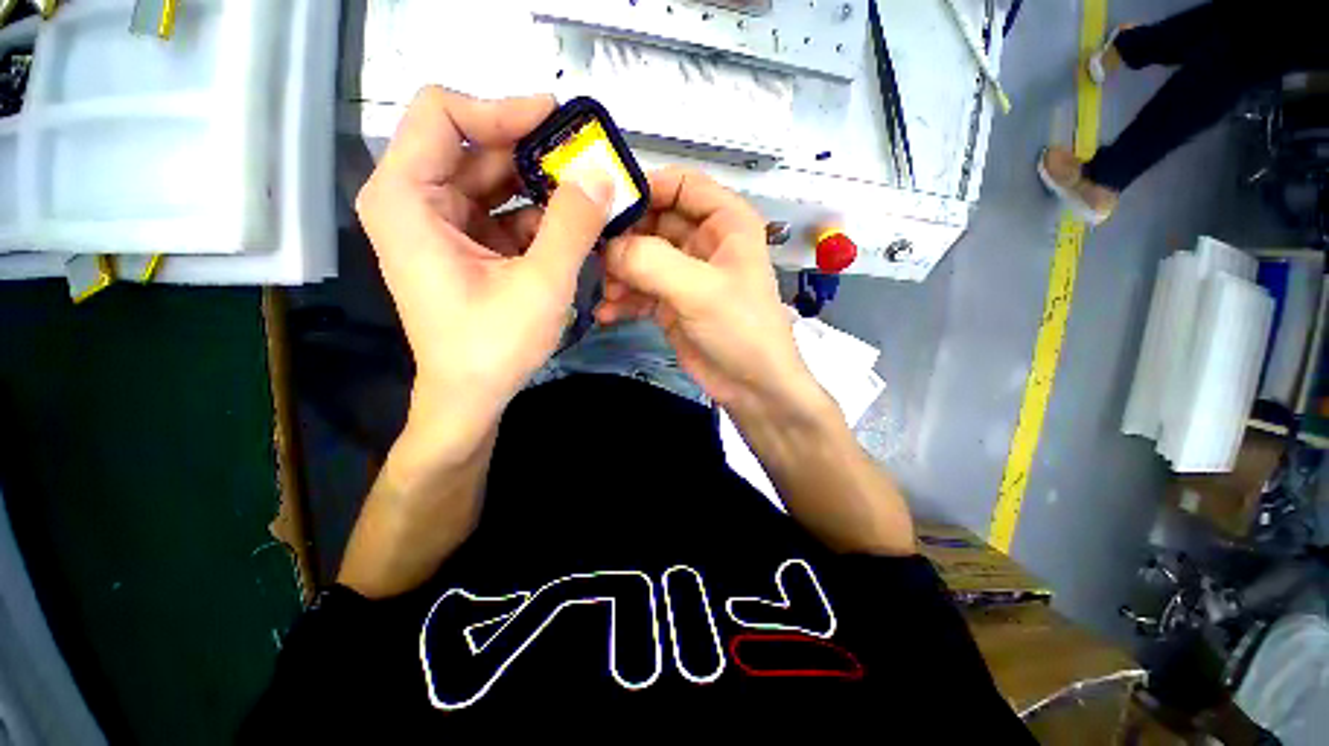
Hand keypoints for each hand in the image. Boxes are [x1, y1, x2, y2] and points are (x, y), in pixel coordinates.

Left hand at [357, 86, 614, 458]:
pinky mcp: (464, 246)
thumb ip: (573, 225)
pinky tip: (574, 228)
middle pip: (474, 148)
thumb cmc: (493, 347)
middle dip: (533, 154)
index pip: (443, 115)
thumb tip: (601, 174)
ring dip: (542, 188)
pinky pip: (502, 213)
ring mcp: (440, 224)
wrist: (470, 397)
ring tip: (589, 195)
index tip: (556, 122)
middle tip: (587, 162)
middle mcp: (414, 201)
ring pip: (493, 181)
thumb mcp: (541, 284)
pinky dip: (538, 217)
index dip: (501, 110)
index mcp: (406, 199)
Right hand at [596, 167, 828, 423]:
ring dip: (620, 273)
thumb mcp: (699, 290)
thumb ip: (651, 262)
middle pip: (654, 221)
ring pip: (642, 257)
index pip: (681, 184)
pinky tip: (608, 314)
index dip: (645, 187)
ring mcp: (685, 274)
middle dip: (624, 238)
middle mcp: (704, 242)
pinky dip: (624, 299)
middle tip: (593, 255)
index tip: (603, 204)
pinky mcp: (672, 302)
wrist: (751, 386)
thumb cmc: (740, 329)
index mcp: (725, 222)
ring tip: (606, 293)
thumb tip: (607, 246)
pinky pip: (640, 290)